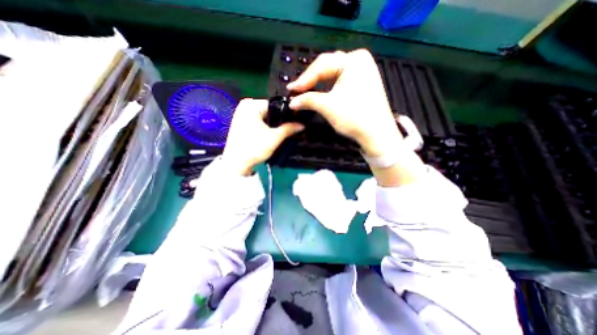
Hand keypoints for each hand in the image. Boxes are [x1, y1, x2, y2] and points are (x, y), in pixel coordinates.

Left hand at [223, 98, 303, 175]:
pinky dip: (266, 126)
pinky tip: (273, 133)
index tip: (297, 121)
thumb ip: (289, 129)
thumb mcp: (274, 138)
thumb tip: (302, 124)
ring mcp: (242, 114)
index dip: (288, 113)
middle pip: (270, 111)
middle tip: (292, 128)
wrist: (237, 164)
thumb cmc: (254, 148)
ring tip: (285, 131)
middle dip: (281, 120)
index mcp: (251, 104)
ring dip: (274, 124)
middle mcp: (245, 105)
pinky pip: (259, 121)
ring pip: (265, 117)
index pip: (276, 105)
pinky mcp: (241, 123)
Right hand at [288, 49, 423, 186]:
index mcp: (353, 60)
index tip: (291, 90)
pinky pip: (341, 80)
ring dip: (319, 82)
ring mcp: (363, 71)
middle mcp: (360, 60)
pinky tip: (321, 91)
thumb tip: (292, 102)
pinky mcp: (363, 82)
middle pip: (328, 66)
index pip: (321, 66)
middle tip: (297, 90)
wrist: (377, 134)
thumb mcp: (328, 106)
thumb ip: (308, 100)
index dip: (304, 79)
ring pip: (333, 74)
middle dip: (311, 79)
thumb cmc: (354, 117)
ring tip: (306, 90)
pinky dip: (329, 86)